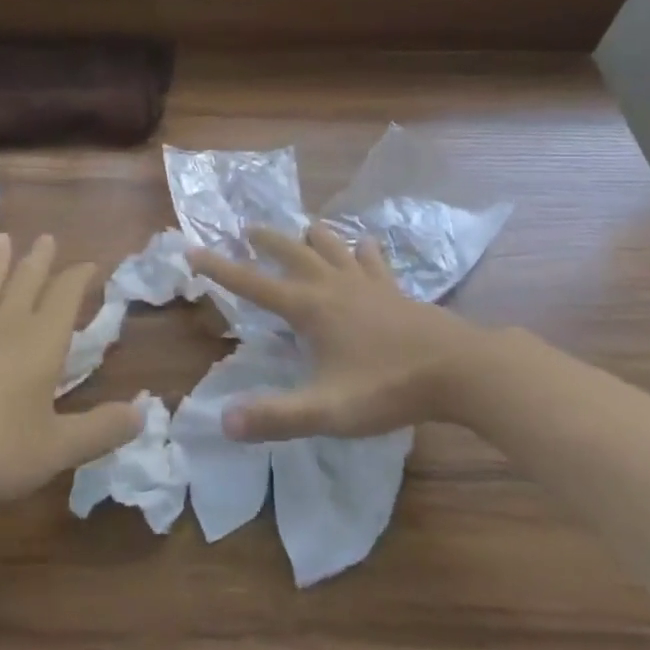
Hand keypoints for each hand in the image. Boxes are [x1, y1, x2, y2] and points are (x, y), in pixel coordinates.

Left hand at [0, 234, 141, 515]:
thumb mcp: (56, 449)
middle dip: (40, 258)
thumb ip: (101, 430)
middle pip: (27, 279)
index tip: (90, 264)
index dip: (79, 277)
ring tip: (3, 239)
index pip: (65, 295)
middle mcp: (6, 323)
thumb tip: (143, 412)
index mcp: (41, 341)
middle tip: (47, 237)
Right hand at [189, 223, 478, 441]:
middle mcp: (331, 284)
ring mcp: (366, 282)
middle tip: (247, 228)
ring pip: (331, 245)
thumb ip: (276, 416)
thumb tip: (224, 421)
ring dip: (312, 236)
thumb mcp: (327, 410)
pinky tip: (364, 246)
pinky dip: (361, 250)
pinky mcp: (394, 288)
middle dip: (265, 239)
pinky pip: (372, 259)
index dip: (219, 268)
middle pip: (290, 251)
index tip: (192, 250)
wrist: (457, 368)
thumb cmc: (387, 387)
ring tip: (304, 228)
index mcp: (308, 307)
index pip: (252, 283)